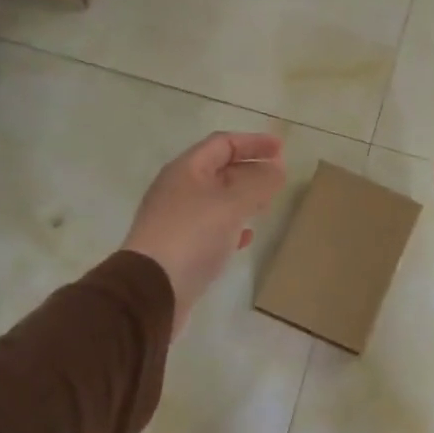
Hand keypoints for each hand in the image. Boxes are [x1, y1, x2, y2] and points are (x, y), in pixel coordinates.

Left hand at [125, 132, 286, 334]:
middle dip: (249, 169)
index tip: (282, 149)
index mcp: (186, 170)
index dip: (253, 142)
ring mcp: (176, 219)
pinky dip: (231, 226)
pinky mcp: (178, 247)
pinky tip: (246, 238)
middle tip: (278, 176)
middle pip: (218, 170)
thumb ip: (259, 183)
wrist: (151, 290)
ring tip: (267, 203)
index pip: (223, 143)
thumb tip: (277, 168)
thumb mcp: (232, 204)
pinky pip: (210, 227)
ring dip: (242, 197)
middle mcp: (178, 189)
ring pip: (216, 199)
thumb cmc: (193, 236)